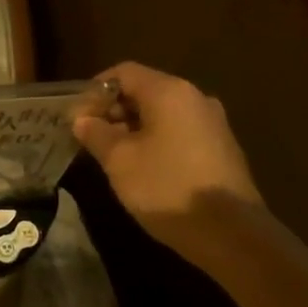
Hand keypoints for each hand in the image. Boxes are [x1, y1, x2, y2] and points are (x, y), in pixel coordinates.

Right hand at [72, 62, 260, 257]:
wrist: (230, 233)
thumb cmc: (167, 187)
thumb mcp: (119, 161)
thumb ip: (96, 134)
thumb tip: (82, 119)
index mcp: (169, 92)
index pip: (123, 72)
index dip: (95, 90)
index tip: (77, 116)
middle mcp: (194, 98)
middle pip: (144, 90)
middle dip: (113, 110)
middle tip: (90, 137)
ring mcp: (212, 124)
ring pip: (162, 113)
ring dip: (133, 128)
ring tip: (112, 156)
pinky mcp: (221, 148)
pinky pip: (179, 131)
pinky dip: (155, 140)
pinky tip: (143, 168)